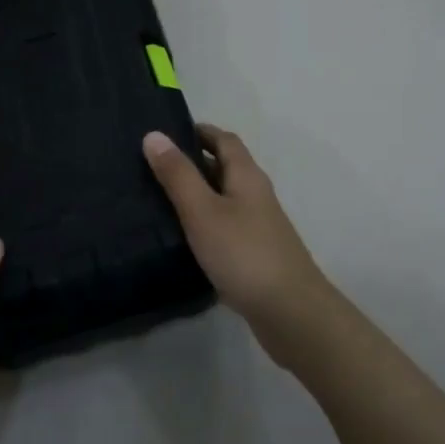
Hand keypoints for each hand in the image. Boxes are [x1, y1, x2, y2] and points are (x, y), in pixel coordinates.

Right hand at [143, 125, 330, 359]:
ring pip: (225, 198)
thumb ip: (178, 175)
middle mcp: (256, 194)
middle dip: (194, 162)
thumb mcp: (203, 211)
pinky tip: (183, 238)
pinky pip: (226, 225)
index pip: (224, 140)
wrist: (290, 312)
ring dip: (198, 193)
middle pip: (225, 167)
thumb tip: (154, 134)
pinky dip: (205, 222)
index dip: (200, 131)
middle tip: (154, 166)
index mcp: (247, 176)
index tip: (167, 132)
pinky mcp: (255, 254)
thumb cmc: (244, 254)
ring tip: (159, 199)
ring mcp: (259, 226)